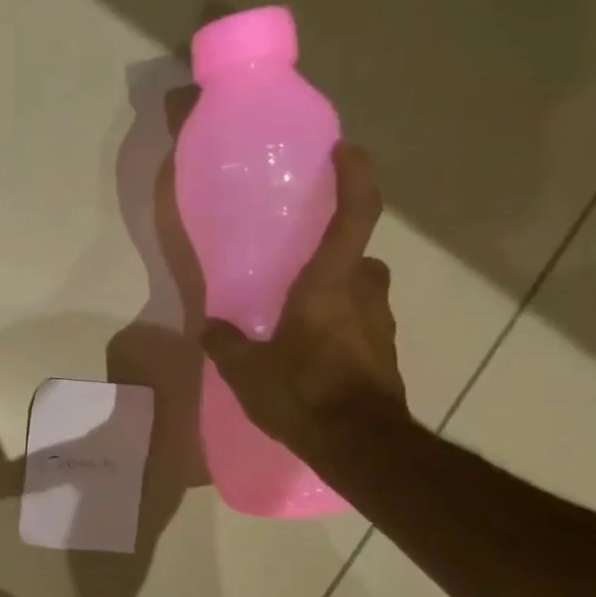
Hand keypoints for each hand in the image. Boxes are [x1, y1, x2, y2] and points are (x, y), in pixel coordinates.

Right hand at [201, 142, 409, 455]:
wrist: (360, 445)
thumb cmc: (302, 393)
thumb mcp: (247, 371)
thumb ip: (226, 343)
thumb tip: (211, 329)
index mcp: (330, 285)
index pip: (355, 215)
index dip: (355, 177)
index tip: (345, 150)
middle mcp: (364, 295)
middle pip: (359, 260)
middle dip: (336, 260)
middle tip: (300, 271)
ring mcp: (380, 326)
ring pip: (362, 295)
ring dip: (338, 298)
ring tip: (298, 321)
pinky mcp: (384, 355)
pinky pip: (361, 327)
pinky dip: (341, 331)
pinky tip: (311, 357)